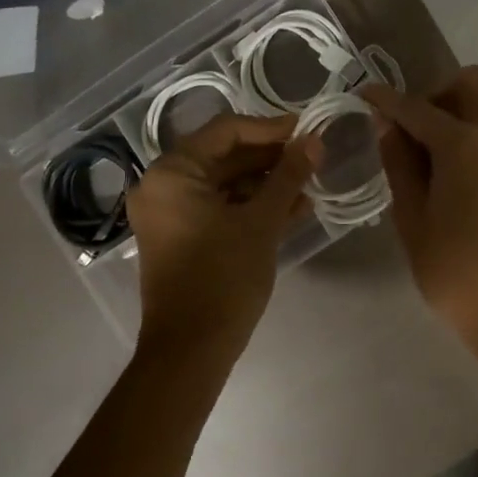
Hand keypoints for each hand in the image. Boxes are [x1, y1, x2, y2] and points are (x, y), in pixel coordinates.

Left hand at [126, 113, 322, 357]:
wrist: (192, 348)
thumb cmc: (224, 277)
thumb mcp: (261, 222)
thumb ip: (288, 176)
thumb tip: (314, 141)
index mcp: (173, 172)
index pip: (225, 131)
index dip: (270, 128)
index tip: (307, 130)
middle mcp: (163, 185)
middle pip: (223, 156)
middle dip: (270, 157)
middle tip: (313, 157)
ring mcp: (170, 213)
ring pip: (224, 184)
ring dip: (265, 183)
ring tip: (310, 184)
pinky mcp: (181, 237)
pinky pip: (218, 208)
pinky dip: (250, 206)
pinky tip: (292, 208)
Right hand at [365, 66, 477, 352]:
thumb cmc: (455, 269)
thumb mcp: (412, 218)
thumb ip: (399, 164)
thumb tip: (387, 126)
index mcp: (465, 144)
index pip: (417, 107)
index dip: (386, 100)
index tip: (363, 95)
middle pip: (467, 85)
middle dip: (433, 96)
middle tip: (408, 131)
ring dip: (455, 114)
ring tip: (427, 157)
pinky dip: (473, 135)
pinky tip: (452, 174)